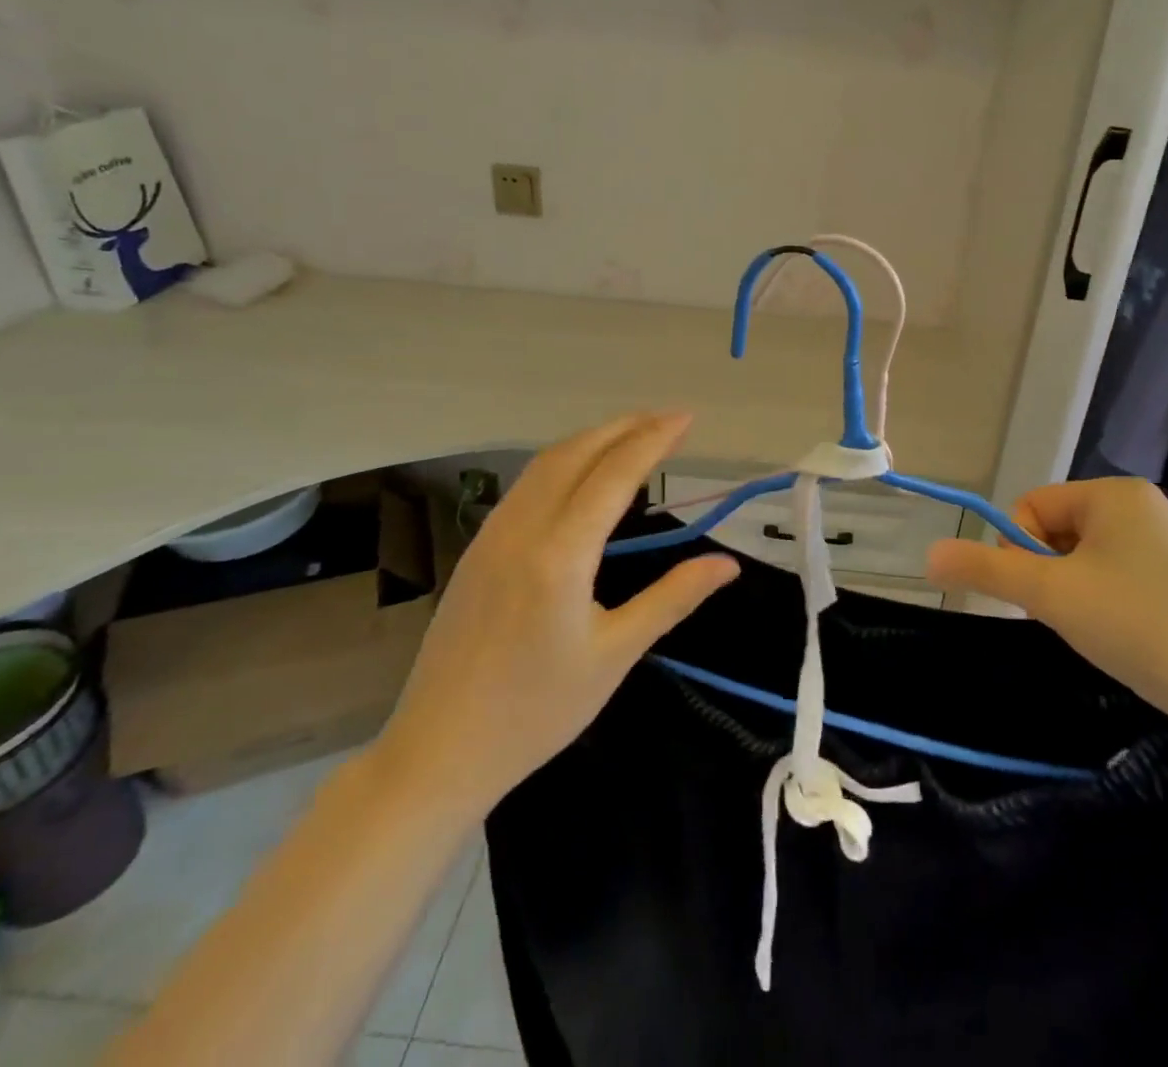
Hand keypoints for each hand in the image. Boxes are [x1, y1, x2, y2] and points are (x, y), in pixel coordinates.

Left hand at [377, 414, 739, 804]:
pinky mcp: (478, 548)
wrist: (440, 750)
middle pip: (577, 453)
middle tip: (668, 418)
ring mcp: (493, 534)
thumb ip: (672, 598)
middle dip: (625, 427)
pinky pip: (526, 484)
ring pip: (546, 463)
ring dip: (592, 439)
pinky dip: (564, 462)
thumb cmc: (537, 711)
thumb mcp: (615, 654)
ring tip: (632, 433)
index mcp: (560, 553)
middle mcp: (523, 528)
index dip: (654, 439)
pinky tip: (581, 474)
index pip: (614, 474)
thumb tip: (727, 565)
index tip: (687, 418)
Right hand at [925, 479, 1167, 739]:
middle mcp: (1140, 512)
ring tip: (1098, 634)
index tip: (1037, 594)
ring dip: (1072, 599)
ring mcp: (1164, 553)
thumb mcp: (1050, 593)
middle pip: (1055, 534)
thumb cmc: (1141, 625)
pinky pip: (1114, 588)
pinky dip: (1103, 614)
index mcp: (1113, 494)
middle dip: (1047, 577)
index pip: (1031, 507)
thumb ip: (984, 569)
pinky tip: (1121, 644)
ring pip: (1082, 566)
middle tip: (1069, 616)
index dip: (1018, 551)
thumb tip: (927, 554)